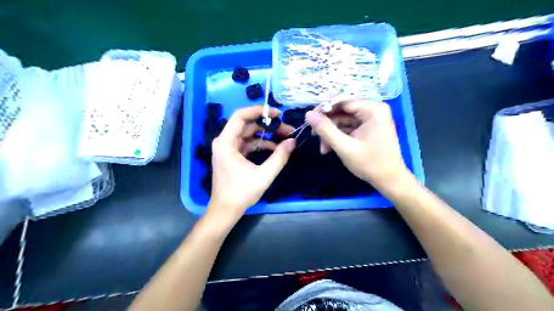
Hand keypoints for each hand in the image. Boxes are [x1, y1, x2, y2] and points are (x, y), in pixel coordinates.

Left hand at [208, 106, 293, 220]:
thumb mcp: (264, 175)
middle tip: (287, 130)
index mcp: (226, 142)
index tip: (277, 114)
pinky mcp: (232, 155)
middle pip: (247, 125)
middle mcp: (224, 141)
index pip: (241, 116)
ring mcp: (228, 148)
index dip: (259, 111)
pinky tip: (275, 149)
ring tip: (285, 139)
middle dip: (268, 125)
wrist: (225, 210)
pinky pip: (248, 144)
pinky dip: (261, 144)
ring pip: (249, 134)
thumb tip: (293, 141)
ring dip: (266, 135)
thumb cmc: (241, 193)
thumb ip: (279, 157)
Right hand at [307, 100, 409, 188]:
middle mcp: (374, 109)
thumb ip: (325, 130)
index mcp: (373, 109)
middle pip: (342, 110)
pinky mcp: (369, 127)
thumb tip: (308, 114)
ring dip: (331, 133)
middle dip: (327, 125)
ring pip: (343, 119)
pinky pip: (349, 126)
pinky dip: (339, 136)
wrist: (389, 180)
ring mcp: (372, 118)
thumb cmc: (370, 164)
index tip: (309, 121)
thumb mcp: (344, 147)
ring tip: (323, 148)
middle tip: (314, 136)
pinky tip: (330, 148)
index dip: (323, 109)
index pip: (342, 101)